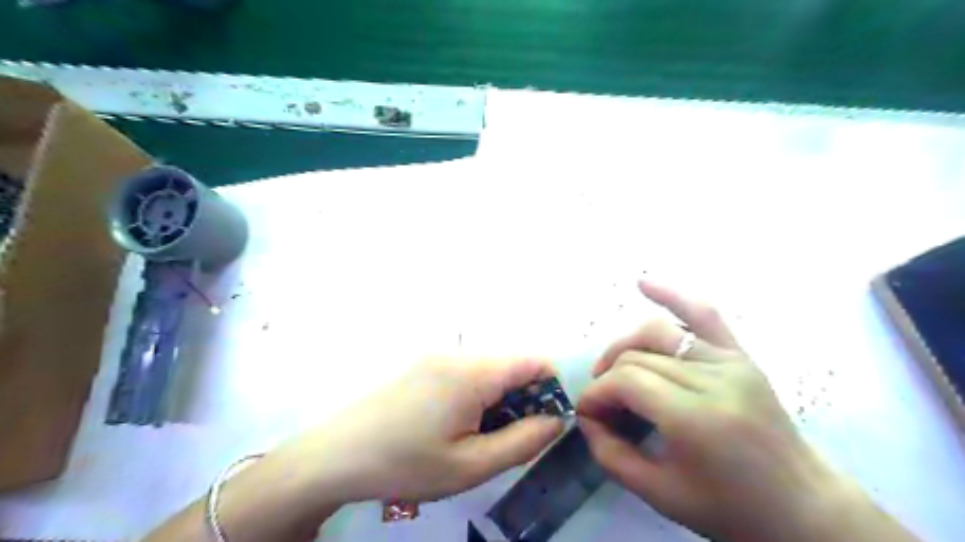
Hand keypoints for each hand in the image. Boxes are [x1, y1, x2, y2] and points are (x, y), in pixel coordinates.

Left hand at [279, 356, 565, 504]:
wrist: (335, 456)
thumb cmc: (406, 463)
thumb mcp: (471, 466)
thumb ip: (523, 441)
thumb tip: (555, 420)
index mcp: (472, 372)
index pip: (534, 361)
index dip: (551, 388)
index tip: (547, 422)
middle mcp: (457, 353)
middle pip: (511, 365)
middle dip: (524, 397)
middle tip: (511, 438)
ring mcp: (437, 356)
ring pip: (489, 369)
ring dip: (500, 398)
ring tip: (481, 436)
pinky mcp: (424, 365)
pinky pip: (467, 372)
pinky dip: (478, 394)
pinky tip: (458, 424)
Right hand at [581, 281, 846, 541]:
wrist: (802, 507)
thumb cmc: (730, 510)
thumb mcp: (660, 494)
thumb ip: (610, 454)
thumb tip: (586, 417)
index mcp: (696, 417)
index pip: (626, 381)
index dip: (596, 395)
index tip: (587, 414)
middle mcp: (713, 378)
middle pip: (637, 357)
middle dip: (606, 377)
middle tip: (601, 405)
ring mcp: (730, 361)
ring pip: (658, 332)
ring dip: (624, 346)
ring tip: (612, 367)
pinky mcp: (739, 355)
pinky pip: (704, 314)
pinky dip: (672, 295)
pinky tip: (643, 283)